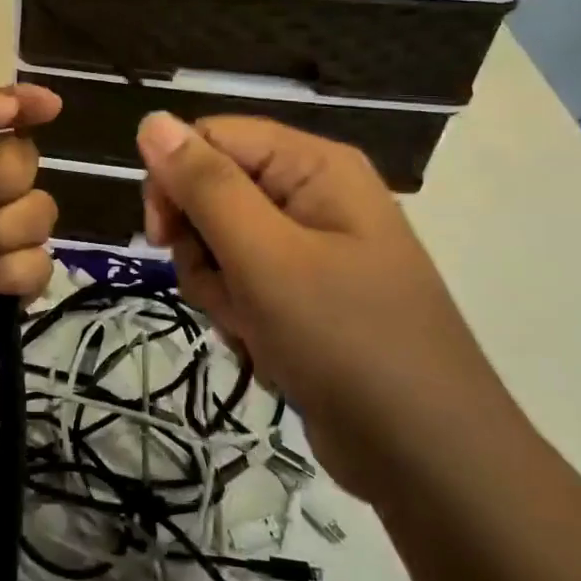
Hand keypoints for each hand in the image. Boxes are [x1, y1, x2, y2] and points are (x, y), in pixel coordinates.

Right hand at [137, 111, 512, 495]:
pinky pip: (244, 282)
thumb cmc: (346, 342)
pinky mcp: (306, 293)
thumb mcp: (265, 257)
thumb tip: (152, 120)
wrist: (428, 460)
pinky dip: (240, 314)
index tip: (161, 236)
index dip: (175, 179)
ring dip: (219, 288)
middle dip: (202, 246)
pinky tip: (266, 348)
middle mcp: (313, 194)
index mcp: (313, 165)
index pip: (211, 137)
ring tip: (254, 328)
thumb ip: (205, 185)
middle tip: (225, 290)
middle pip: (213, 190)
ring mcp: (312, 247)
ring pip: (220, 243)